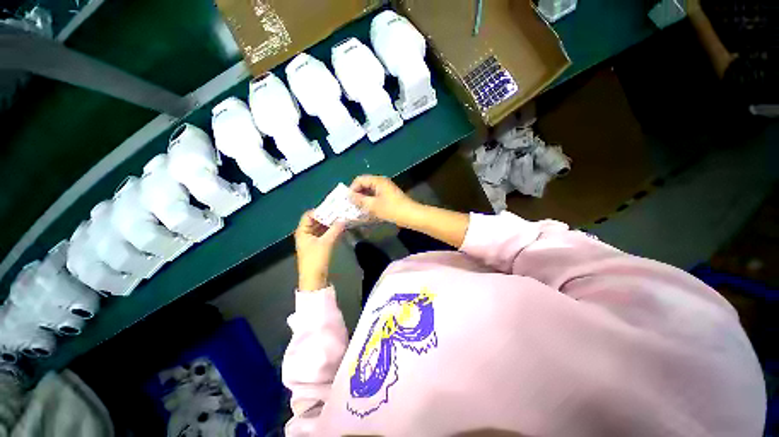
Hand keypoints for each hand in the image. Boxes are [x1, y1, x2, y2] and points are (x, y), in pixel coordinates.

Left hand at [294, 211, 344, 291]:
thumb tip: (344, 219)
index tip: (333, 208)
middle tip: (340, 212)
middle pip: (316, 221)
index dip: (320, 210)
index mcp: (302, 231)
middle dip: (327, 216)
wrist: (314, 280)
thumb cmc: (316, 259)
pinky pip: (324, 234)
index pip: (309, 215)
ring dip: (330, 224)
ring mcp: (312, 240)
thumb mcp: (326, 243)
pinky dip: (331, 231)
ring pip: (321, 228)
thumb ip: (335, 229)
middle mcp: (306, 234)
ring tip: (342, 218)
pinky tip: (340, 228)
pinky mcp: (318, 246)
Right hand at [350, 175, 419, 225]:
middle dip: (357, 194)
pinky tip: (368, 210)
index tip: (348, 201)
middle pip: (365, 185)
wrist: (411, 216)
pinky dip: (370, 202)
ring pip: (370, 191)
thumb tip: (349, 195)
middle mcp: (381, 182)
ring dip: (364, 199)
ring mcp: (386, 189)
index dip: (352, 189)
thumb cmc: (391, 209)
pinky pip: (376, 196)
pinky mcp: (389, 196)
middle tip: (352, 206)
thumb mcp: (373, 205)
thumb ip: (360, 200)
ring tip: (358, 209)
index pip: (360, 180)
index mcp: (378, 181)